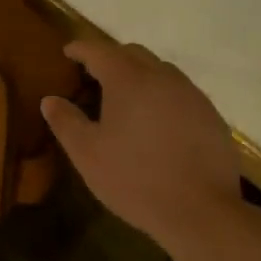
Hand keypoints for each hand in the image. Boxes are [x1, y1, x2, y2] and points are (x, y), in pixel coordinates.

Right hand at [41, 40, 241, 251]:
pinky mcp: (211, 115)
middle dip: (111, 58)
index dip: (80, 49)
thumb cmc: (135, 178)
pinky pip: (181, 93)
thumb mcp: (87, 154)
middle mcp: (161, 76)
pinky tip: (158, 124)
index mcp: (128, 79)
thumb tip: (50, 99)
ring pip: (160, 71)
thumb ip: (66, 121)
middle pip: (132, 54)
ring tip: (126, 101)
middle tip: (94, 78)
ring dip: (139, 76)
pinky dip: (163, 96)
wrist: (201, 212)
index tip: (68, 52)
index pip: (98, 50)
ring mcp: (191, 94)